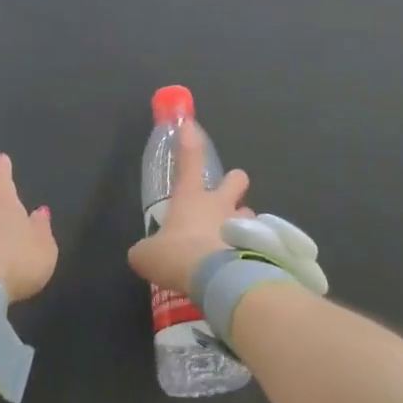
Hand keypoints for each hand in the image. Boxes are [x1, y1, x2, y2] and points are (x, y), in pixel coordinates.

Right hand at [126, 124, 249, 296]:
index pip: (189, 160)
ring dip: (242, 222)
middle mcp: (220, 204)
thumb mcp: (147, 255)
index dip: (188, 140)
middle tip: (226, 201)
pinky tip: (241, 266)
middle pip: (237, 177)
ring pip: (249, 212)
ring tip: (232, 243)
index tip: (188, 124)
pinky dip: (251, 250)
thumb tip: (143, 254)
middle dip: (234, 183)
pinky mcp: (258, 245)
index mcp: (191, 198)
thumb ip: (146, 250)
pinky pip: (257, 240)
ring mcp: (243, 223)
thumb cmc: (177, 256)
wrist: (216, 278)